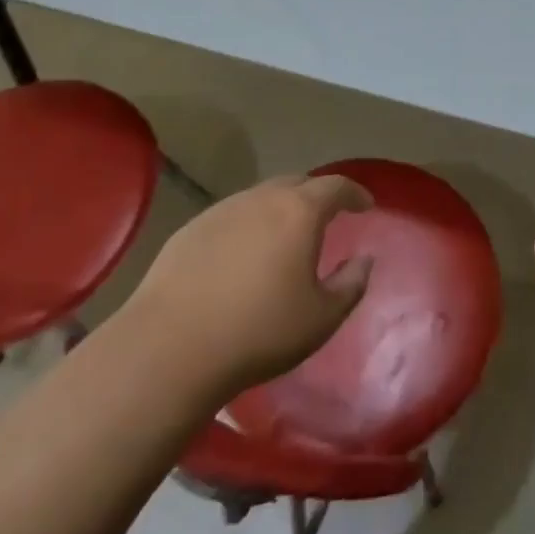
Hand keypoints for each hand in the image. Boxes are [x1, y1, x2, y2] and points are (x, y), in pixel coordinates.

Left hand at [130, 175, 373, 398]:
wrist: (169, 349)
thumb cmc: (258, 332)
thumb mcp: (321, 318)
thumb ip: (351, 284)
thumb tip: (364, 260)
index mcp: (300, 212)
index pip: (336, 186)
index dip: (355, 193)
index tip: (365, 205)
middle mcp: (262, 199)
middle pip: (297, 183)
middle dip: (316, 196)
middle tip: (326, 218)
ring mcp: (222, 210)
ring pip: (261, 197)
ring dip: (279, 209)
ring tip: (283, 237)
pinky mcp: (190, 230)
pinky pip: (231, 217)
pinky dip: (247, 226)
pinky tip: (241, 256)